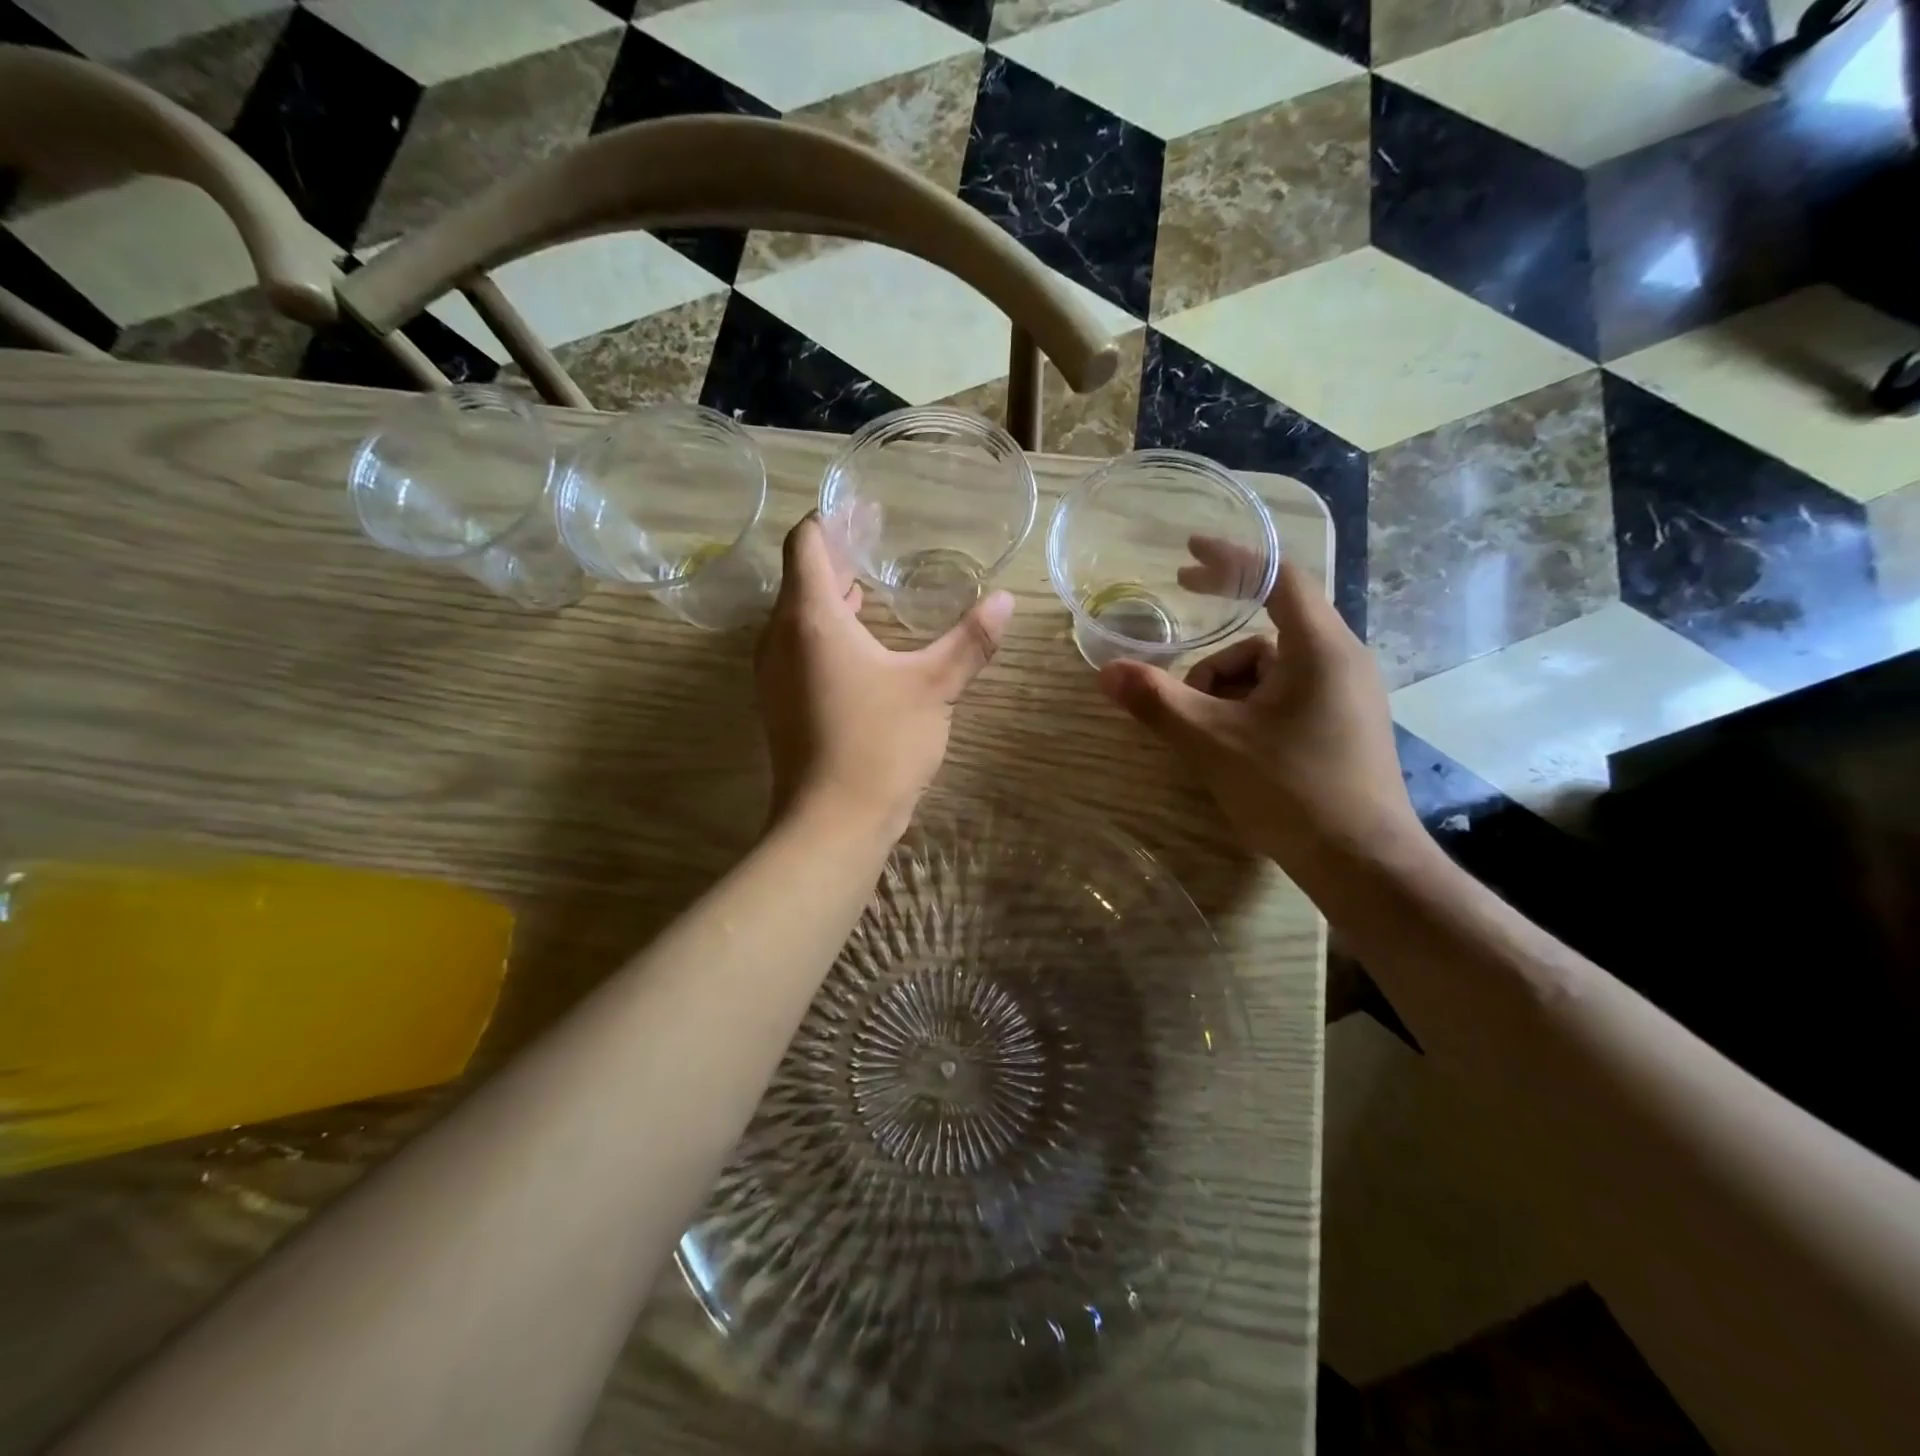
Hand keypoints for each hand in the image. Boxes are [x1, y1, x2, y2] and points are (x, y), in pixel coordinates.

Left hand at [755, 515, 1013, 840]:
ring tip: (874, 587)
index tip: (866, 510)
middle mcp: (780, 637)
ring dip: (832, 597)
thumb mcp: (934, 688)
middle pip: (802, 577)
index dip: (832, 519)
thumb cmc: (879, 744)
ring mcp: (774, 673)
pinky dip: (827, 632)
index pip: (807, 543)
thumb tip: (1007, 600)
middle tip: (881, 543)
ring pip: (799, 616)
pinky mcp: (781, 702)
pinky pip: (799, 648)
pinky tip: (864, 645)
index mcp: (810, 618)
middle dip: (839, 557)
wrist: (831, 823)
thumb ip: (970, 640)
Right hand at [1098, 544, 1418, 865]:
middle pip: (1267, 629)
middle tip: (1175, 650)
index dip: (1232, 557)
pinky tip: (1232, 746)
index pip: (1278, 576)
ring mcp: (1347, 695)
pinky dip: (1250, 708)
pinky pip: (1288, 695)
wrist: (1364, 864)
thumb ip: (1157, 702)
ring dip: (1228, 689)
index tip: (1189, 551)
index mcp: (1319, 648)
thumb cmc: (1292, 791)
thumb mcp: (1213, 743)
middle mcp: (1342, 659)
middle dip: (1215, 645)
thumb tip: (1106, 671)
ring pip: (1273, 669)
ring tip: (1205, 732)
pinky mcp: (1344, 725)